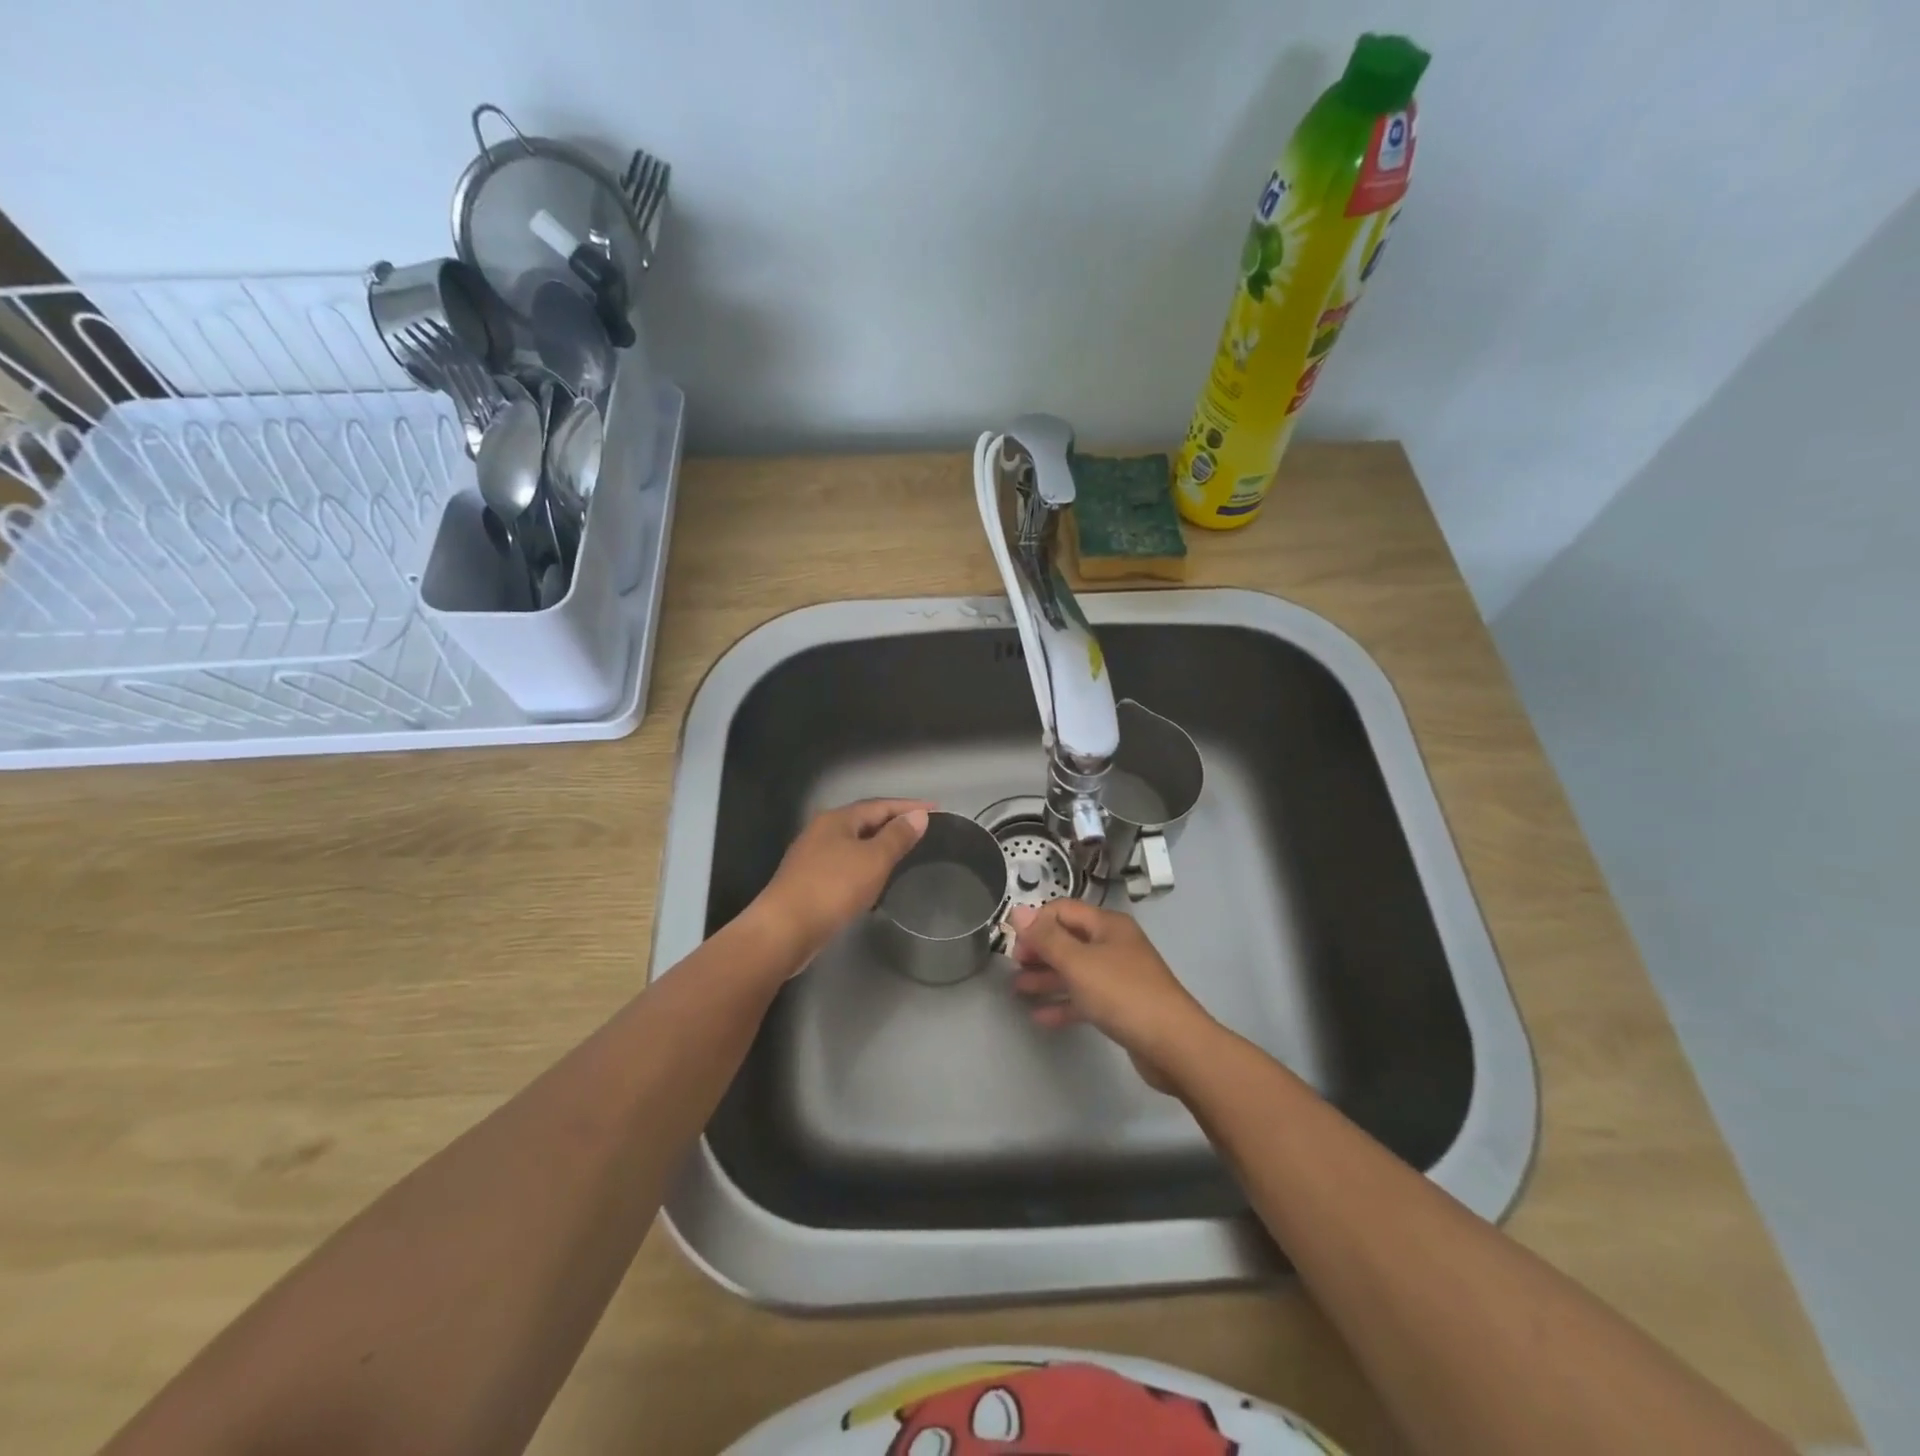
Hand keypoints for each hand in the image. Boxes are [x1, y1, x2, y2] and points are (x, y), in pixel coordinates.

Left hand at [753, 799, 932, 963]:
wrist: (784, 929)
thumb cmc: (833, 888)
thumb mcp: (873, 860)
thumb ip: (897, 836)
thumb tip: (918, 815)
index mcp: (837, 819)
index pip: (880, 805)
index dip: (909, 806)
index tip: (935, 809)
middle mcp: (821, 831)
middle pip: (864, 820)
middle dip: (892, 822)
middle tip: (920, 829)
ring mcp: (811, 856)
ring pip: (853, 843)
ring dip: (878, 844)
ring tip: (902, 851)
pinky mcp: (808, 881)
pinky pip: (844, 863)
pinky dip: (864, 864)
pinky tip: (873, 878)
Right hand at [1007, 900, 1219, 1093]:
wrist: (1173, 1045)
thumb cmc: (1123, 994)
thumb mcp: (1078, 963)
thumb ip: (1046, 938)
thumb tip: (1018, 910)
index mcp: (1107, 926)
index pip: (1063, 910)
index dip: (1036, 922)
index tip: (1013, 943)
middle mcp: (1113, 945)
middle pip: (1069, 939)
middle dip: (1039, 950)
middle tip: (1014, 965)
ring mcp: (1119, 976)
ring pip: (1075, 970)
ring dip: (1047, 977)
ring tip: (1018, 989)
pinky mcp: (1121, 1006)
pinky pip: (1085, 998)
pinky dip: (1064, 1003)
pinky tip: (1040, 1016)